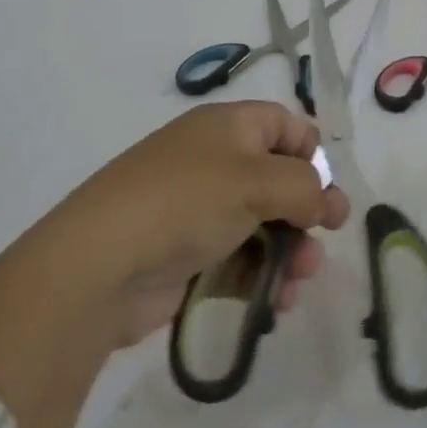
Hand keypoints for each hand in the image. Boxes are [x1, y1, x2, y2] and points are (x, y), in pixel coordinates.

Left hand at [54, 101, 350, 347]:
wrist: (99, 266)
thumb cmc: (187, 201)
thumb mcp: (257, 181)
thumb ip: (304, 187)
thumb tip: (323, 202)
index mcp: (228, 126)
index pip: (283, 124)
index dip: (310, 152)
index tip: (326, 188)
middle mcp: (215, 161)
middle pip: (277, 179)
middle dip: (306, 211)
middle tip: (327, 238)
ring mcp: (198, 210)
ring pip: (261, 225)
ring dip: (289, 251)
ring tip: (299, 284)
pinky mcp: (186, 257)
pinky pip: (237, 260)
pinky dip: (260, 277)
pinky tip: (276, 303)